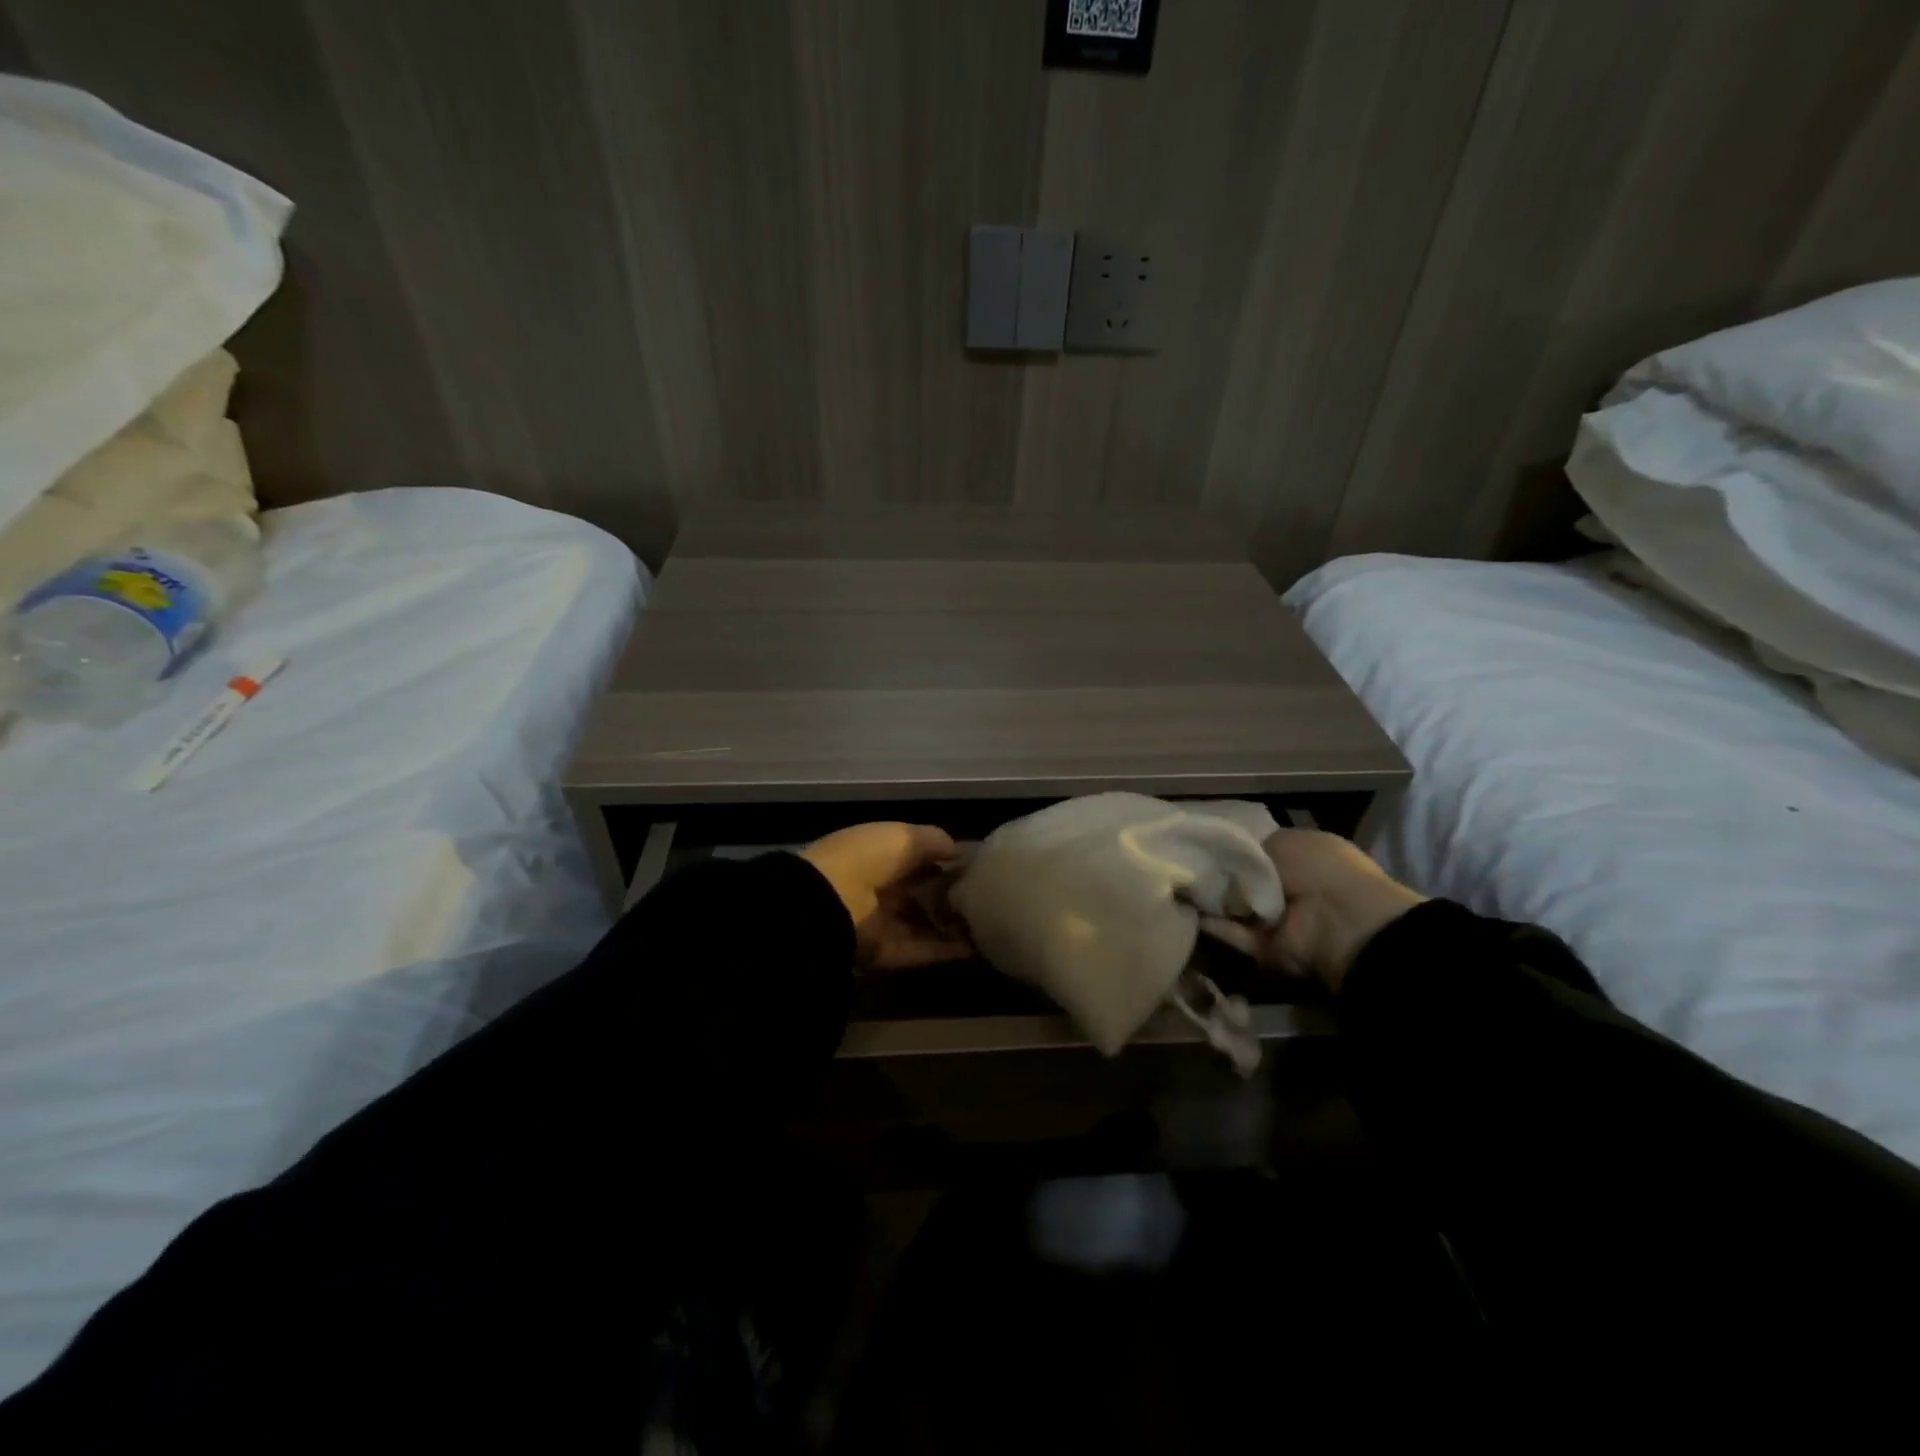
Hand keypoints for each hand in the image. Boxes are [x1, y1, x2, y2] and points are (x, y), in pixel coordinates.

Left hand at [800, 822, 972, 969]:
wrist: (831, 903)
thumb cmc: (867, 858)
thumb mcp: (903, 836)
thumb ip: (933, 841)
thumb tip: (957, 851)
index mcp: (875, 853)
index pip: (912, 857)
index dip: (941, 860)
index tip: (973, 866)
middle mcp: (877, 887)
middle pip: (919, 892)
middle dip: (949, 895)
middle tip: (986, 897)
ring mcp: (880, 923)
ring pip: (923, 924)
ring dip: (952, 925)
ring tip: (989, 925)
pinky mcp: (885, 954)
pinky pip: (922, 950)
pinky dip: (949, 950)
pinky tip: (979, 947)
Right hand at [1204, 829, 1425, 990]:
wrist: (1338, 920)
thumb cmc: (1316, 868)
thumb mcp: (1282, 841)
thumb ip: (1251, 850)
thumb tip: (1233, 862)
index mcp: (1303, 856)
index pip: (1260, 852)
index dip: (1234, 850)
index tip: (1206, 848)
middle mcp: (1292, 887)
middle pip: (1245, 881)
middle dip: (1219, 875)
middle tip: (1189, 867)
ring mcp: (1279, 921)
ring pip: (1237, 908)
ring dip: (1214, 901)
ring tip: (1181, 887)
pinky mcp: (1268, 949)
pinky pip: (1236, 935)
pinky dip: (1216, 927)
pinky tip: (1192, 911)